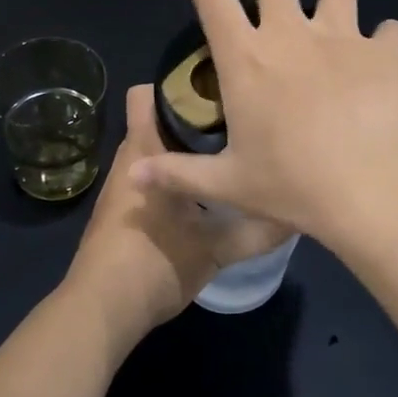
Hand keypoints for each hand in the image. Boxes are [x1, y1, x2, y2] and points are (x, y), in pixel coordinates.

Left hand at [64, 85, 291, 345]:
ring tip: (231, 153)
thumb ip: (257, 231)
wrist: (101, 313)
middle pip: (159, 120)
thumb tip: (296, 214)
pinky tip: (209, 195)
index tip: (218, 88)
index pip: (147, 93)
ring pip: (158, 151)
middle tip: (239, 122)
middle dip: (196, 116)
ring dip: (188, 150)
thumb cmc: (154, 263)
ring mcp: (124, 188)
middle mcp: (130, 160)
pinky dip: (179, 178)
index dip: (177, 83)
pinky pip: (155, 179)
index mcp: (144, 151)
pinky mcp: (126, 213)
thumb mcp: (216, 248)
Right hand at [131, 0, 397, 250]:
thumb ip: (178, 174)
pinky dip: (384, 39)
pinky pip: (389, 30)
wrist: (372, 188)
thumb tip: (134, 176)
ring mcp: (343, 37)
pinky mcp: (386, 51)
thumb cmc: (292, 185)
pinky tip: (383, 56)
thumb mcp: (229, 184)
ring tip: (331, 8)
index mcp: (246, 59)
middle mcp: (291, 34)